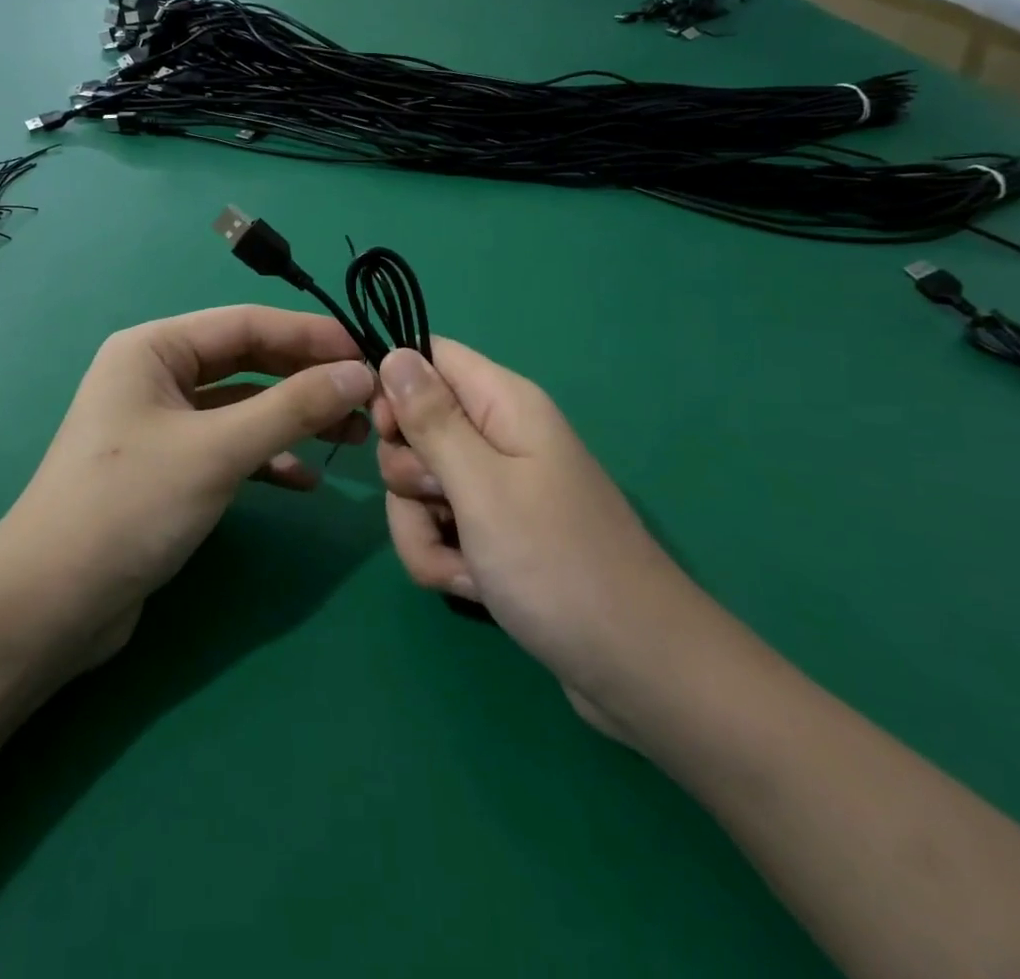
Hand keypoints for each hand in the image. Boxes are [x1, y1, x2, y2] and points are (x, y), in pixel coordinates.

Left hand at [1, 307, 374, 664]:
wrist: (51, 606)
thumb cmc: (129, 506)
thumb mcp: (217, 450)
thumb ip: (292, 408)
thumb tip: (361, 373)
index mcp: (154, 348)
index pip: (247, 323)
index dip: (311, 336)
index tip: (369, 353)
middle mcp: (157, 375)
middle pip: (248, 361)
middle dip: (307, 379)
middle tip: (368, 398)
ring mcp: (162, 423)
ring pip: (243, 407)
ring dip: (294, 419)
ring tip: (351, 437)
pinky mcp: (169, 468)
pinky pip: (230, 447)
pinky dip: (268, 458)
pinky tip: (306, 479)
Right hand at [375, 342, 705, 740]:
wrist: (634, 668)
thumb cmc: (557, 564)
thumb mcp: (481, 485)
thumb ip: (431, 418)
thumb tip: (393, 352)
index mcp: (503, 404)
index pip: (430, 356)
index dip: (395, 386)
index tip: (384, 431)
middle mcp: (497, 436)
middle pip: (414, 428)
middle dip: (408, 475)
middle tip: (441, 501)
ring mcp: (494, 488)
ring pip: (417, 487)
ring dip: (421, 528)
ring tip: (464, 564)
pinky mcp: (492, 532)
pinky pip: (438, 527)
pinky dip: (442, 556)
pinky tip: (473, 584)